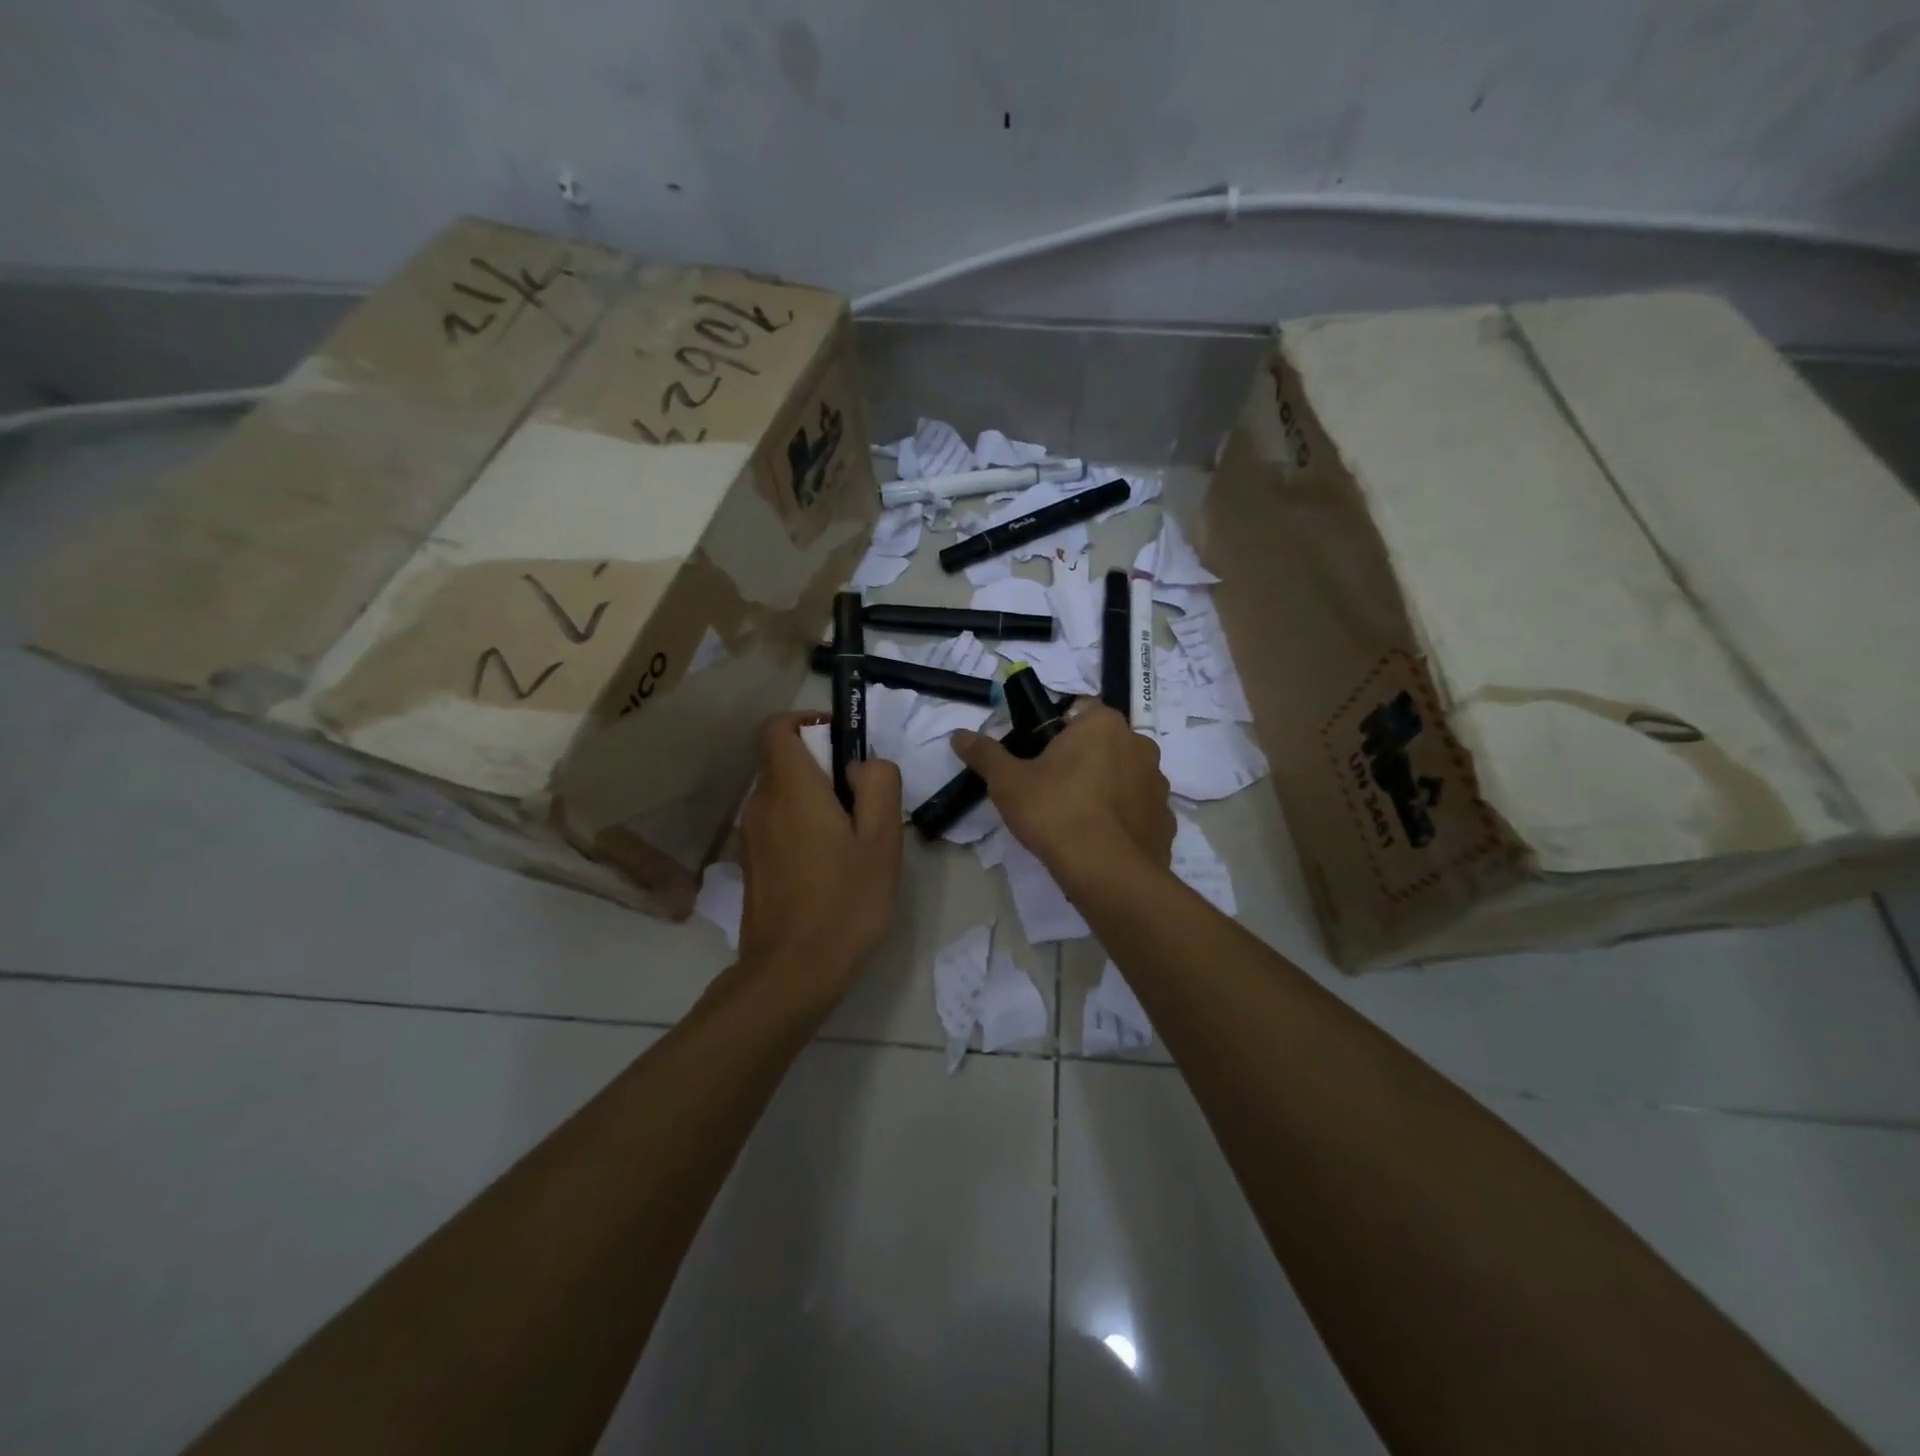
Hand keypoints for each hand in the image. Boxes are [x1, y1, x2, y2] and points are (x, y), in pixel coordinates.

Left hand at [738, 713, 902, 1001]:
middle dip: (822, 764)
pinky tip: (830, 866)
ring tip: (851, 838)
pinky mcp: (751, 864)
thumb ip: (879, 785)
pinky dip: (801, 825)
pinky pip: (777, 824)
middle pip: (783, 760)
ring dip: (814, 798)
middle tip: (862, 800)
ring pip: (782, 794)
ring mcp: (751, 836)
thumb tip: (863, 766)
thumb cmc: (845, 902)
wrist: (791, 972)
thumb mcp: (882, 840)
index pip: (777, 727)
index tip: (841, 741)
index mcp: (791, 789)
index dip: (807, 721)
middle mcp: (761, 804)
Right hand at [952, 704, 1174, 894]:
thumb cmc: (1055, 812)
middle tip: (1049, 788)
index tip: (1035, 757)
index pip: (1077, 710)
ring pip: (1123, 775)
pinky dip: (1121, 818)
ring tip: (1075, 818)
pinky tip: (1099, 840)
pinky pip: (1137, 809)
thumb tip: (958, 735)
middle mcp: (1139, 744)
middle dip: (1080, 759)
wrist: (1106, 872)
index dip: (1053, 730)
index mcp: (1103, 724)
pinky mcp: (1165, 819)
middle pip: (1101, 743)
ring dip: (1104, 787)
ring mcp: (1158, 783)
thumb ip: (985, 754)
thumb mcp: (1008, 782)